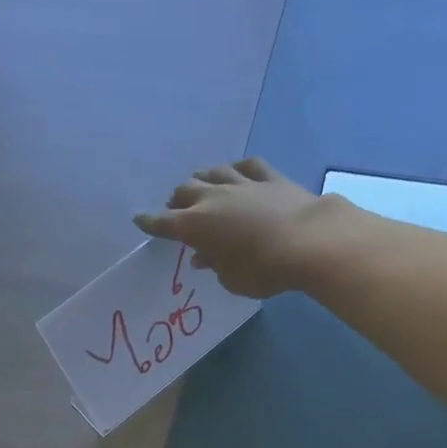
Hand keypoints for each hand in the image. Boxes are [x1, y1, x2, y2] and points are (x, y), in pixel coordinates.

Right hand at [133, 158, 326, 298]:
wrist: (307, 241)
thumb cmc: (263, 270)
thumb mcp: (232, 280)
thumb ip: (215, 266)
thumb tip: (204, 256)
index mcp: (195, 226)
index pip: (163, 222)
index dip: (150, 222)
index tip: (139, 219)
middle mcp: (212, 198)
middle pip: (185, 190)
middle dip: (177, 199)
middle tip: (177, 208)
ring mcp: (241, 183)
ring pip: (212, 172)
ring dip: (203, 179)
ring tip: (201, 187)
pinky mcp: (269, 177)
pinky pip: (247, 167)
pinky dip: (237, 170)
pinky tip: (237, 172)